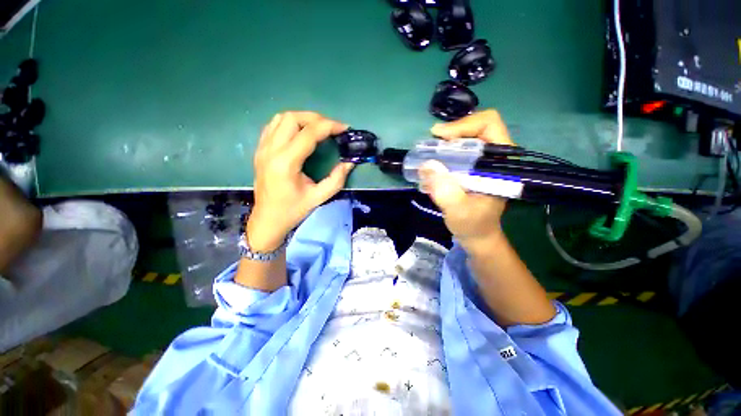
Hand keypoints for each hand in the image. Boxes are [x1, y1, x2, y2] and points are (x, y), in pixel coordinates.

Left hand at [247, 111, 353, 251]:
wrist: (267, 219)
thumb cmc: (293, 210)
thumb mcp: (319, 197)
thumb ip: (336, 179)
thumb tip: (349, 163)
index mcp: (285, 163)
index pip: (308, 133)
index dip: (329, 126)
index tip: (344, 129)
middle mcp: (271, 150)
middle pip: (292, 118)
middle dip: (316, 118)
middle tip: (332, 128)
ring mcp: (262, 148)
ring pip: (281, 118)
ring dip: (303, 118)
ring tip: (318, 128)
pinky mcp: (260, 150)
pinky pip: (273, 126)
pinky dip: (290, 123)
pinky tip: (301, 133)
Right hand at [419, 110, 513, 245]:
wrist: (476, 235)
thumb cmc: (472, 225)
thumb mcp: (459, 212)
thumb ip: (446, 192)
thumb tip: (427, 166)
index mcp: (501, 164)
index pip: (489, 125)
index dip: (463, 125)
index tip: (440, 137)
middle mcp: (495, 157)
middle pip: (476, 128)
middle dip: (451, 133)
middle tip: (431, 144)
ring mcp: (484, 162)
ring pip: (466, 138)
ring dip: (446, 143)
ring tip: (429, 152)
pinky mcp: (473, 167)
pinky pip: (459, 150)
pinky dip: (444, 152)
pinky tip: (434, 162)